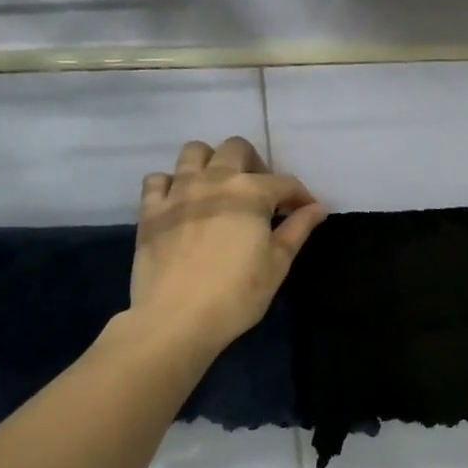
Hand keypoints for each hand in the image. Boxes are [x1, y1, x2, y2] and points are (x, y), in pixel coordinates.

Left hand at [126, 137, 326, 358]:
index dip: (300, 196)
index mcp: (250, 193)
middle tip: (261, 194)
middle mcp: (213, 180)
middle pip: (236, 149)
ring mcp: (177, 191)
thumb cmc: (237, 295)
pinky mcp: (150, 209)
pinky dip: (172, 183)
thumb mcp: (277, 264)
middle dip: (255, 164)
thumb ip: (297, 230)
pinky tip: (182, 203)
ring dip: (212, 162)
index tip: (306, 212)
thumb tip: (317, 208)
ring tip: (219, 189)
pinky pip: (158, 179)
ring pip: (194, 152)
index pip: (284, 182)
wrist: (177, 318)